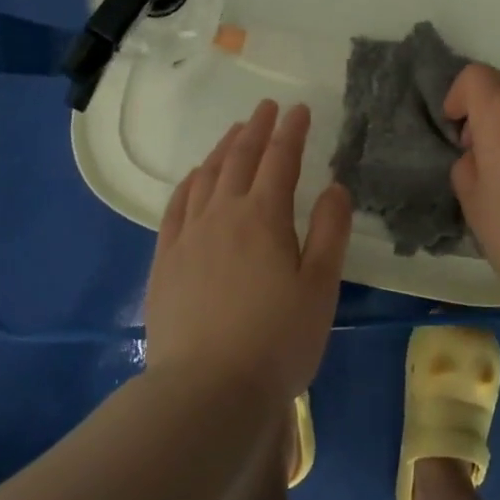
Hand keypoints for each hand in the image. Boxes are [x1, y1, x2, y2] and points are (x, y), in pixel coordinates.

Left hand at [144, 100, 351, 401]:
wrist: (206, 391)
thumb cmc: (277, 340)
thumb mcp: (320, 287)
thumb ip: (329, 231)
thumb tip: (334, 187)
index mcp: (264, 217)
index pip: (280, 160)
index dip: (291, 131)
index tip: (299, 109)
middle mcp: (223, 214)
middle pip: (240, 159)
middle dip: (256, 129)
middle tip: (267, 107)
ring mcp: (189, 235)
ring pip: (207, 177)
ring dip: (224, 148)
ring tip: (235, 133)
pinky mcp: (165, 260)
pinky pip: (177, 206)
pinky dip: (190, 182)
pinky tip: (196, 177)